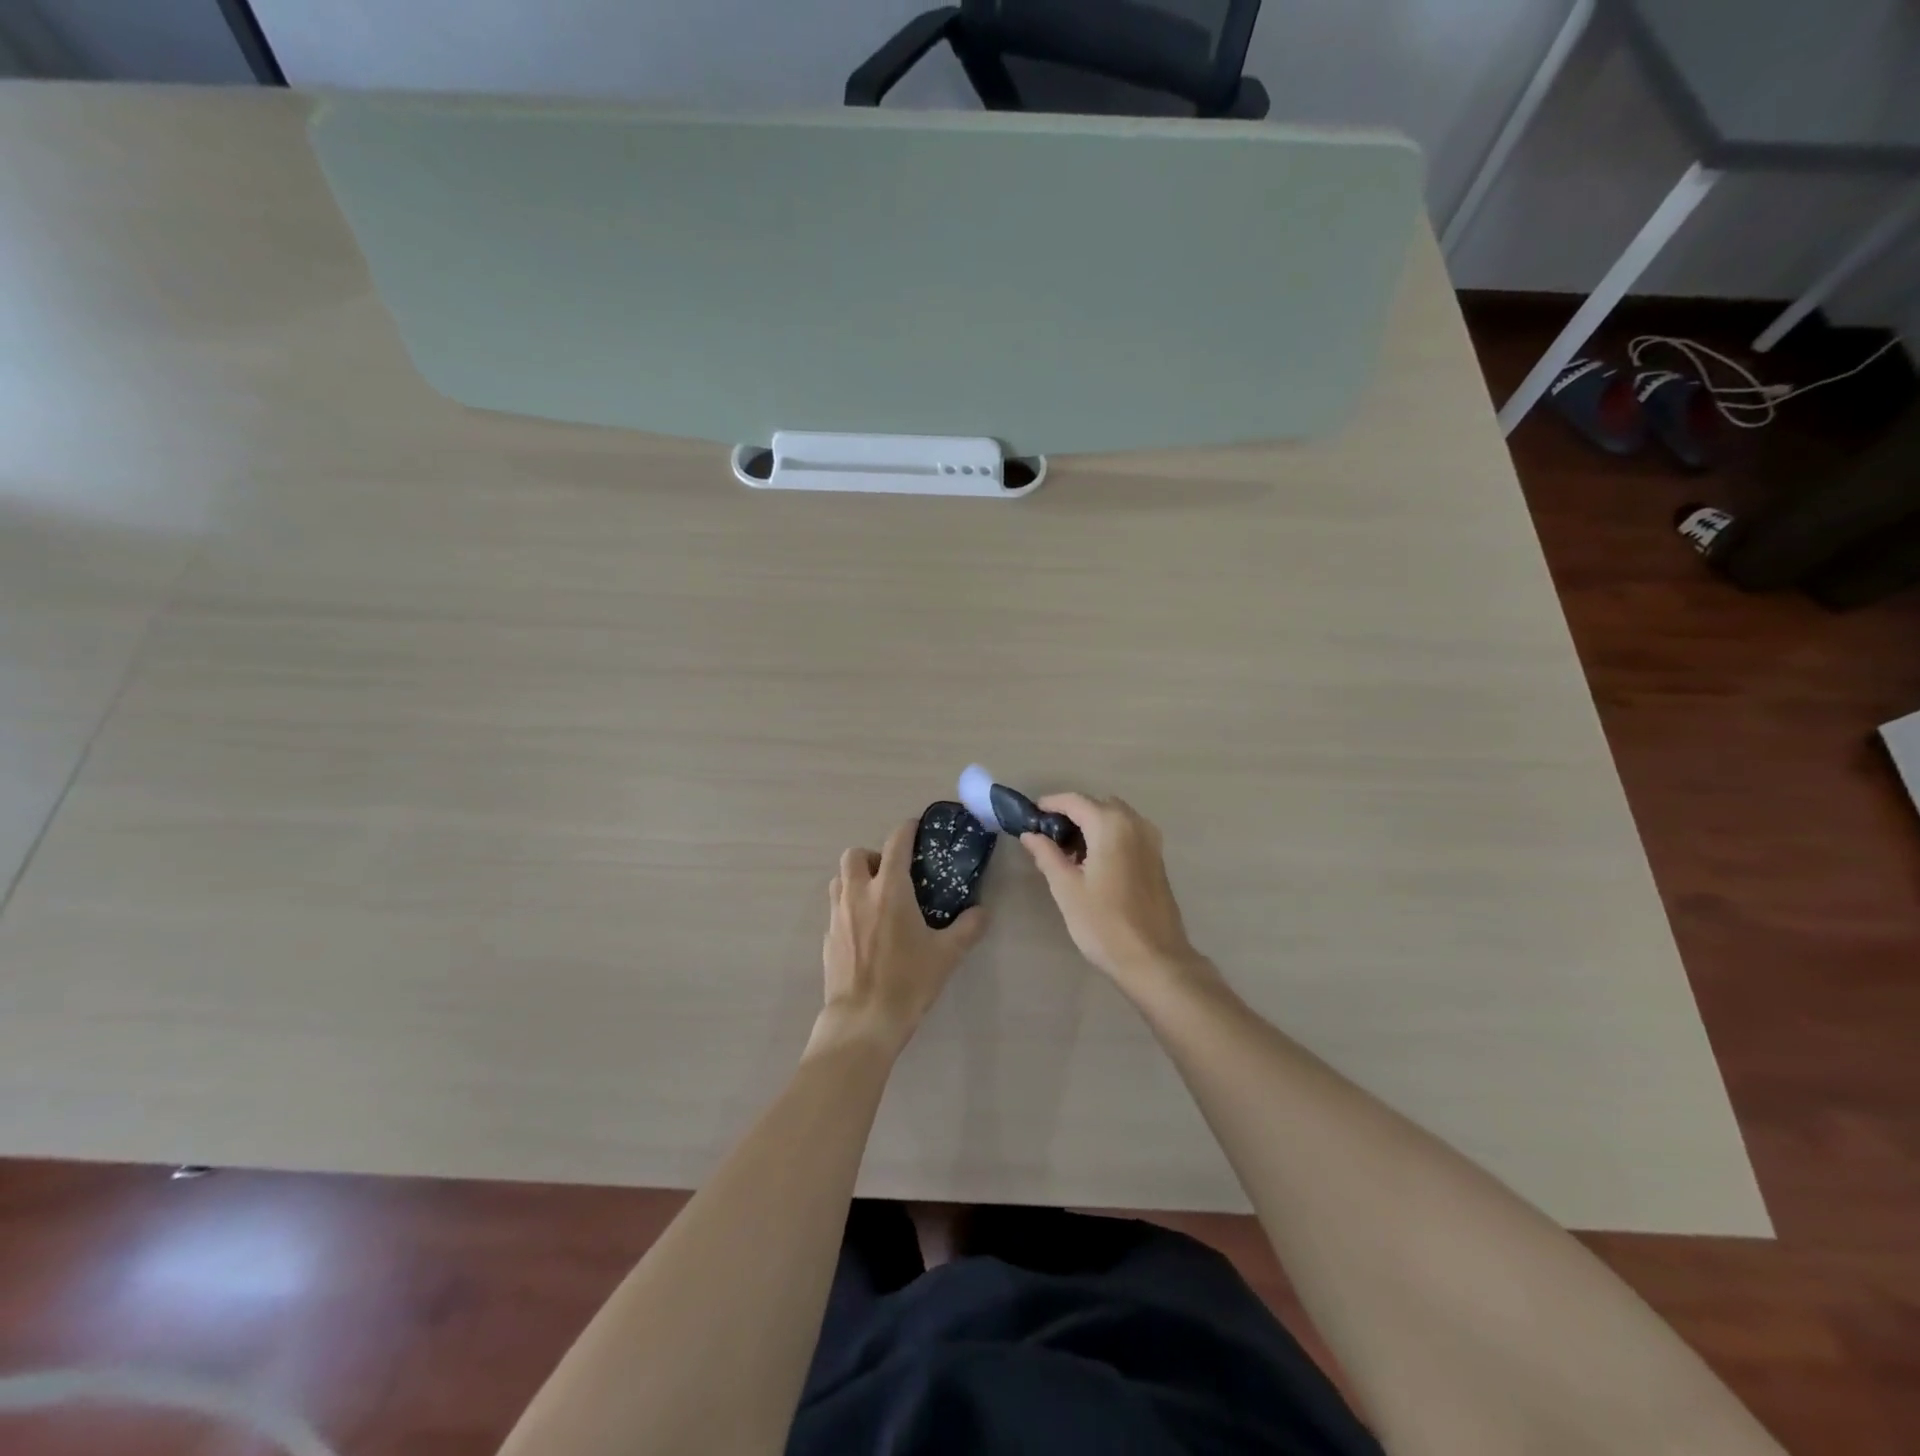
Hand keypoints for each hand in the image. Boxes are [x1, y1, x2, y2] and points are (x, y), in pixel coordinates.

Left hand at [813, 819, 987, 1057]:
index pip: (895, 843)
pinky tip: (866, 930)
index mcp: (889, 890)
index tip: (916, 828)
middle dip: (873, 855)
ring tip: (877, 897)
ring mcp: (838, 915)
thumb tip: (982, 912)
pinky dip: (849, 907)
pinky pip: (835, 908)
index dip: (906, 830)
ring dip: (856, 878)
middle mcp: (858, 894)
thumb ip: (968, 928)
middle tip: (893, 873)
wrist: (863, 1021)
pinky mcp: (828, 937)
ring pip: (839, 879)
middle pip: (855, 855)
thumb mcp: (947, 954)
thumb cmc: (908, 982)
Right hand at [1021, 793, 1205, 993]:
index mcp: (1111, 825)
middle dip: (1071, 815)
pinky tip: (1093, 864)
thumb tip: (1030, 834)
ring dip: (1091, 826)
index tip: (1029, 816)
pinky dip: (1108, 837)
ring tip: (1068, 854)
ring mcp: (1151, 841)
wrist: (1154, 960)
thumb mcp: (1066, 889)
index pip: (1074, 801)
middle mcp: (1135, 823)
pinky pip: (1128, 833)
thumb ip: (1047, 855)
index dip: (1050, 804)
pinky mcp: (1157, 859)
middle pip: (1097, 805)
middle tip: (1047, 839)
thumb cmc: (1104, 924)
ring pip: (1114, 818)